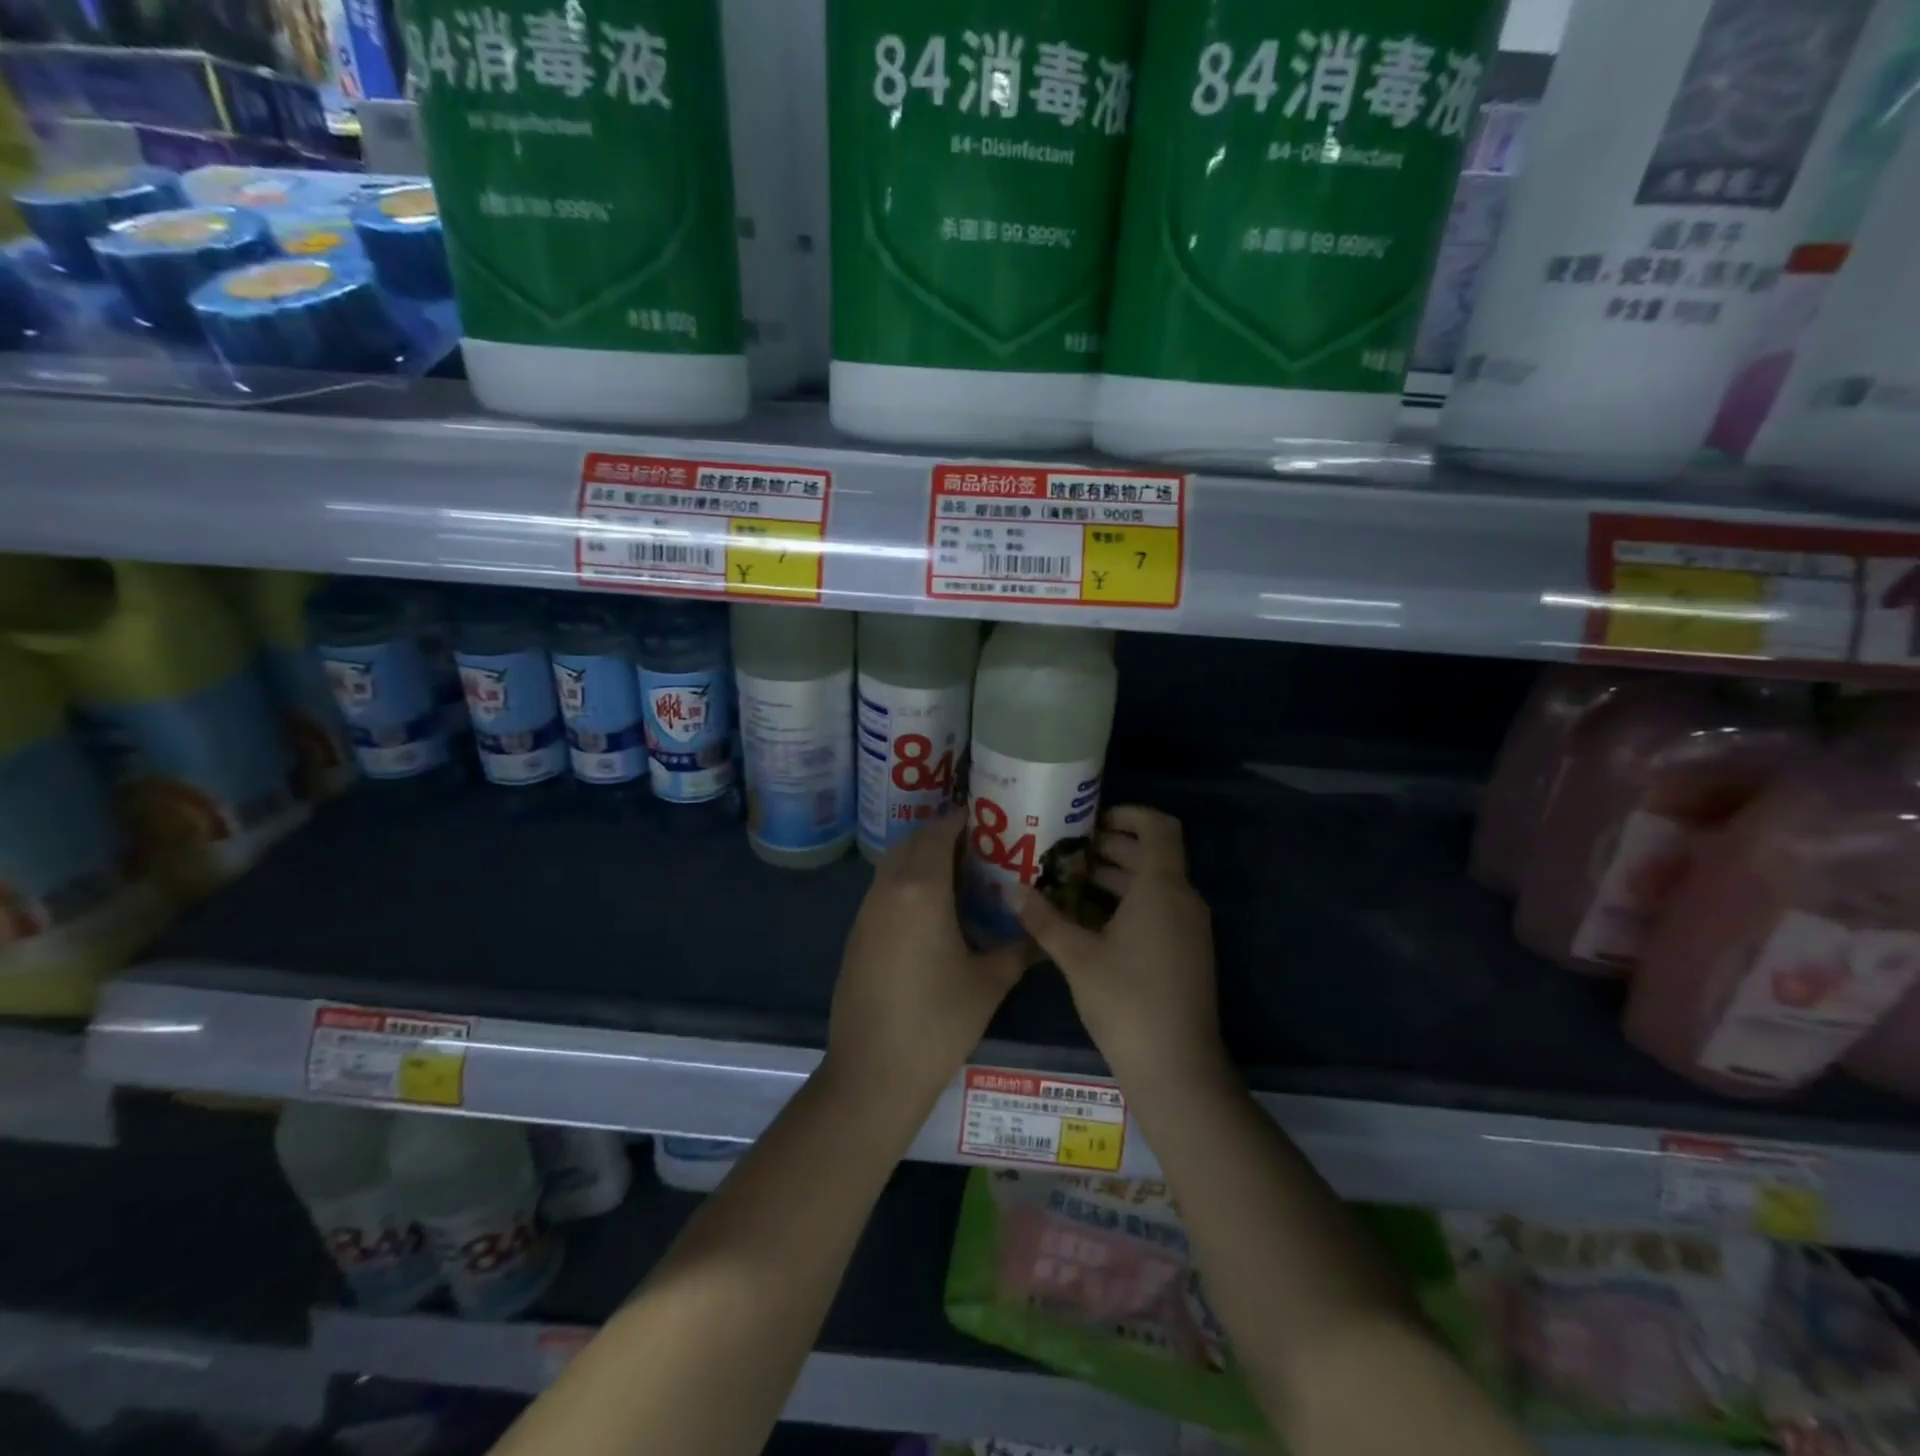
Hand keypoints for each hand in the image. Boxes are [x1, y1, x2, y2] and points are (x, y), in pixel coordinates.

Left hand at [827, 813, 1029, 1105]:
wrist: (873, 1072)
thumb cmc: (938, 1022)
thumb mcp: (989, 983)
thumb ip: (1017, 949)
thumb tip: (1039, 934)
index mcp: (921, 889)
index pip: (939, 833)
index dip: (962, 819)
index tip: (988, 818)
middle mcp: (888, 889)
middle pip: (912, 842)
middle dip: (942, 835)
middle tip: (979, 845)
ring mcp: (866, 912)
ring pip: (893, 865)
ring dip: (921, 858)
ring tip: (960, 874)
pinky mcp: (856, 934)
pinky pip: (883, 890)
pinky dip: (906, 883)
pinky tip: (931, 911)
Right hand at [1016, 806, 1225, 1090]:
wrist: (1177, 1069)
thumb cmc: (1126, 1002)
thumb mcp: (1077, 957)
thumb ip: (1044, 919)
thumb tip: (1014, 890)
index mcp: (1162, 888)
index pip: (1158, 827)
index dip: (1129, 814)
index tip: (1090, 820)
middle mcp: (1182, 900)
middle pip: (1152, 855)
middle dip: (1110, 847)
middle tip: (1065, 851)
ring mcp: (1188, 929)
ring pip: (1153, 885)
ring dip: (1115, 878)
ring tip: (1068, 881)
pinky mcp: (1186, 953)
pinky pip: (1158, 910)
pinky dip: (1127, 904)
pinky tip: (1088, 921)